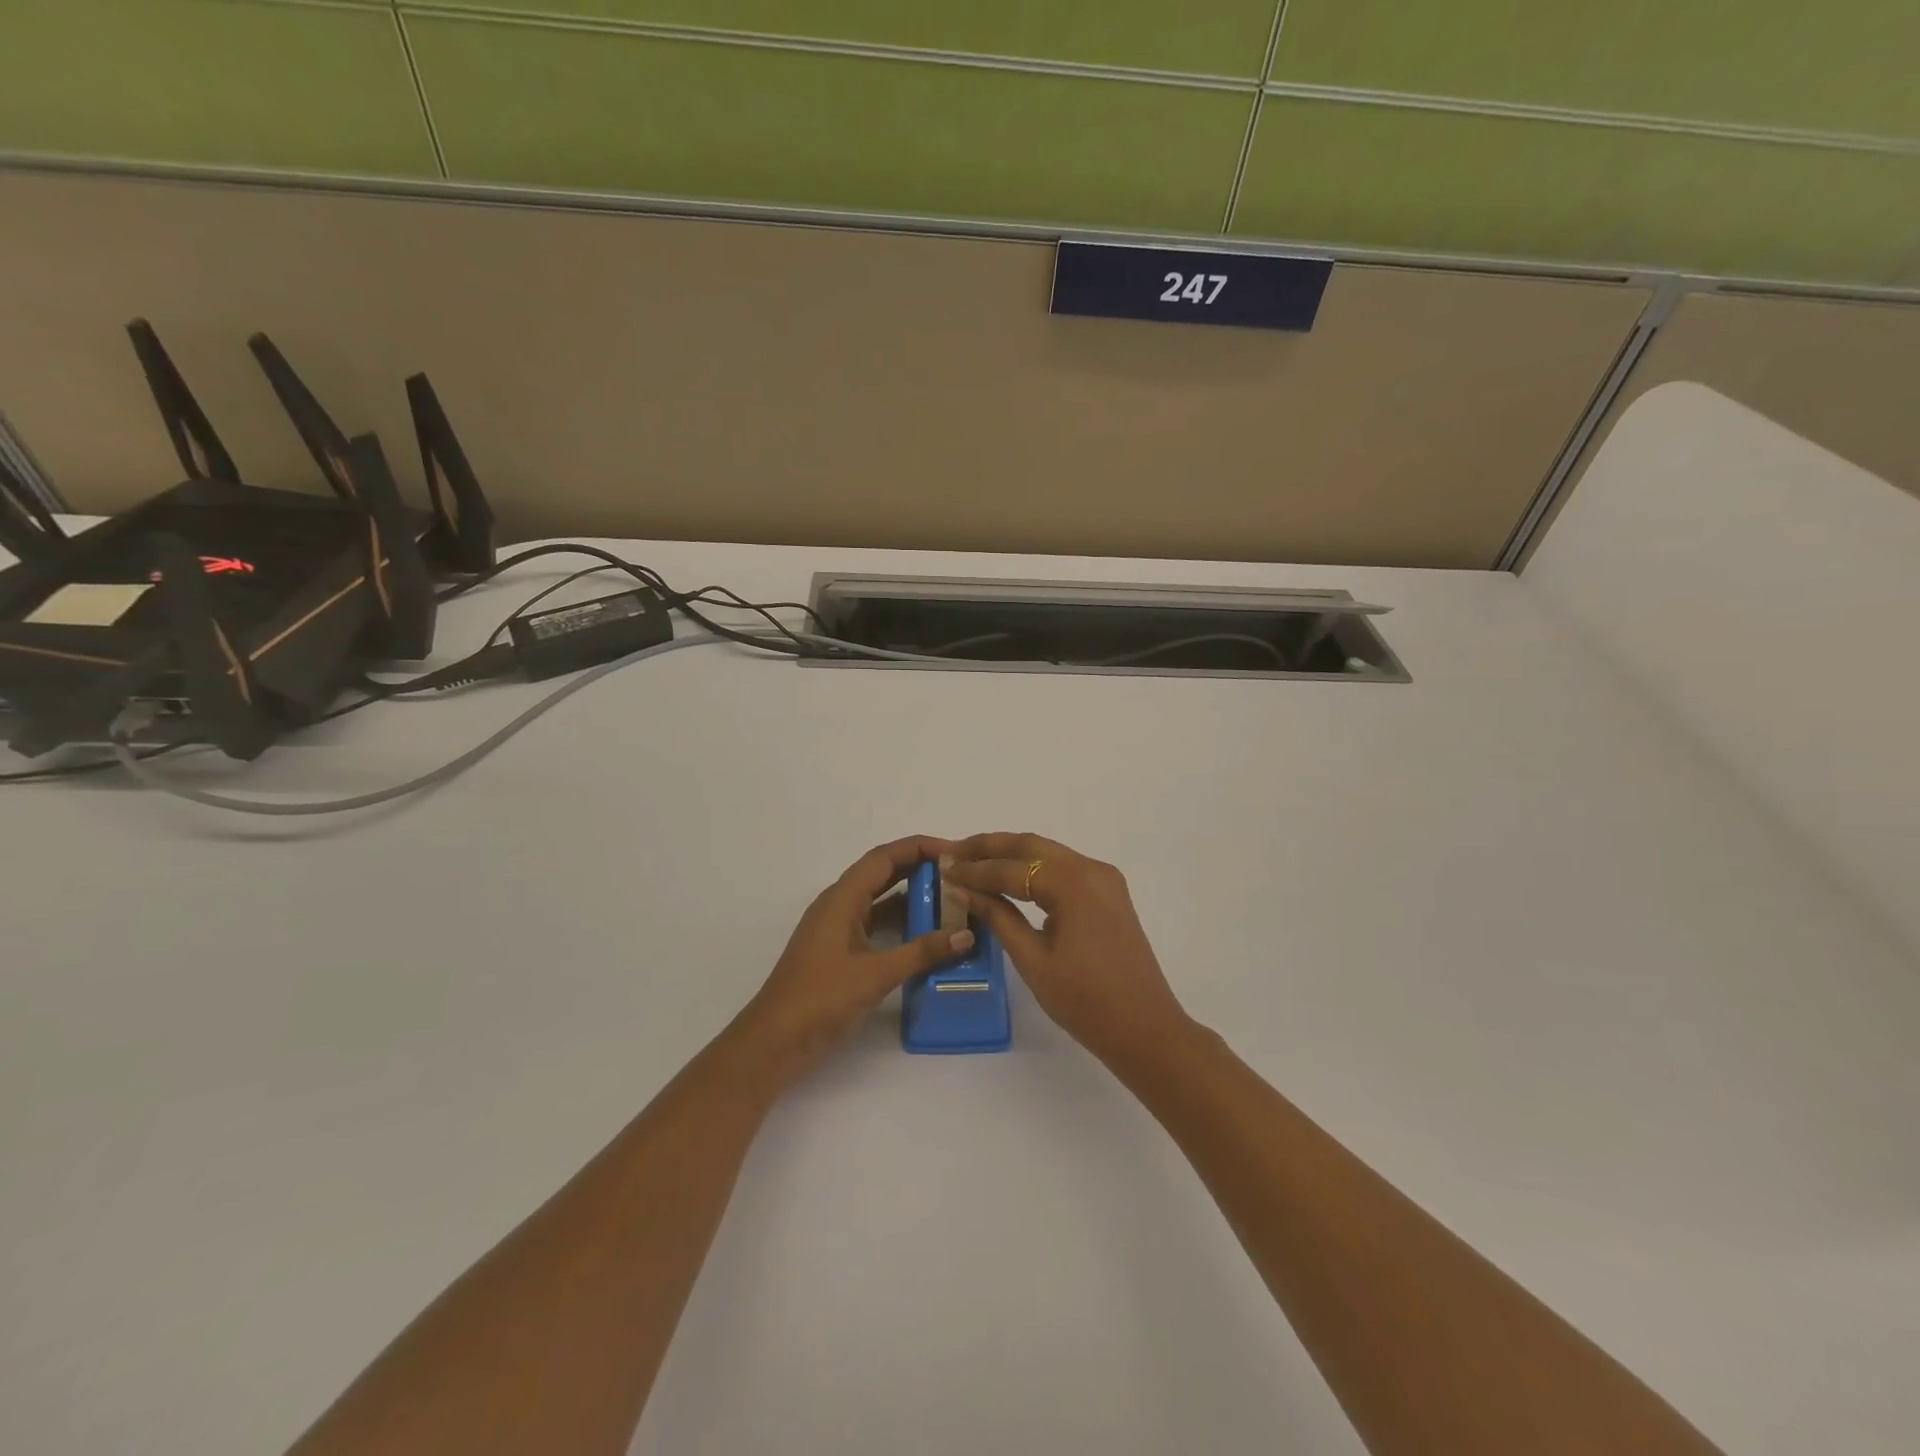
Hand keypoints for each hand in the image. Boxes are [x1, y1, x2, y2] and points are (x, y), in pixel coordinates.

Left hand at [730, 836, 973, 1091]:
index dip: (919, 847)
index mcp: (842, 898)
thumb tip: (966, 934)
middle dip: (919, 869)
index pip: (884, 857)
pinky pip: (875, 924)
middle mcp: (839, 905)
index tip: (954, 851)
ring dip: (912, 897)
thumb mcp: (876, 974)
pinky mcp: (840, 951)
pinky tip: (927, 936)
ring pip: (880, 900)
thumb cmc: (821, 999)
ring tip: (951, 902)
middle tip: (959, 875)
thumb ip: (922, 952)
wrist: (774, 1042)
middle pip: (883, 873)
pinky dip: (901, 924)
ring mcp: (837, 929)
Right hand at [944, 833, 1192, 1066]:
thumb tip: (963, 889)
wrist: (1145, 1029)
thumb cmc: (1085, 1001)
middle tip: (954, 852)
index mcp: (1072, 883)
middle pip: (1031, 845)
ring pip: (1049, 853)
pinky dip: (1034, 869)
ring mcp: (1104, 879)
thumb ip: (998, 916)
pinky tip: (1010, 878)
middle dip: (990, 846)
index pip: (1011, 868)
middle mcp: (1090, 869)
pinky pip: (1064, 869)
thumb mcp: (1032, 959)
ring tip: (973, 861)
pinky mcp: (1109, 893)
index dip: (974, 870)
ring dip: (1011, 854)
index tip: (943, 869)